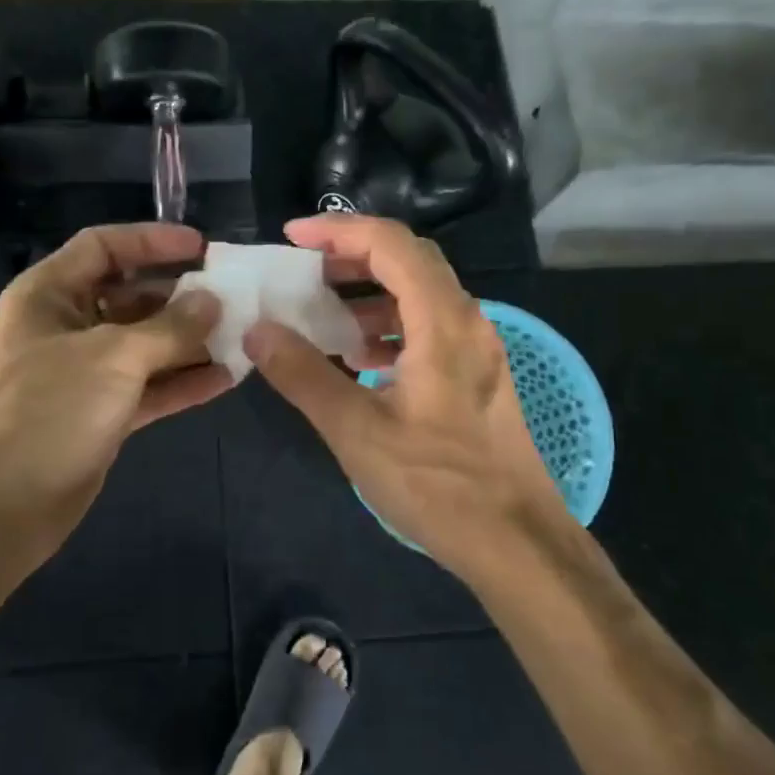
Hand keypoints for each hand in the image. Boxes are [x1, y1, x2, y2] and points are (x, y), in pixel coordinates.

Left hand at [0, 223, 229, 553]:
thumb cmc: (48, 410)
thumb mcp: (113, 357)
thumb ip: (169, 327)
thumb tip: (212, 303)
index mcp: (49, 295)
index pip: (103, 247)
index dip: (151, 241)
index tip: (202, 248)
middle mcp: (65, 327)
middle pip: (129, 296)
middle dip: (179, 296)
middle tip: (232, 297)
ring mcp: (82, 374)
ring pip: (143, 345)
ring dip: (188, 342)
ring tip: (241, 337)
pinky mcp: (99, 415)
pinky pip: (147, 387)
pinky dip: (182, 382)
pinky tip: (226, 378)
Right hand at [245, 215, 576, 578]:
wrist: (517, 543)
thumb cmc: (437, 484)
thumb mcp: (356, 431)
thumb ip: (303, 375)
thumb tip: (257, 330)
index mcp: (442, 322)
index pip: (390, 244)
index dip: (338, 231)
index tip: (292, 238)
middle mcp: (467, 321)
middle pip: (409, 259)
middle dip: (352, 255)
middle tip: (303, 269)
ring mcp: (477, 349)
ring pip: (421, 294)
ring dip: (370, 293)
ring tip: (323, 314)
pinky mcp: (477, 376)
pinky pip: (430, 327)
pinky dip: (390, 325)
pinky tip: (360, 359)